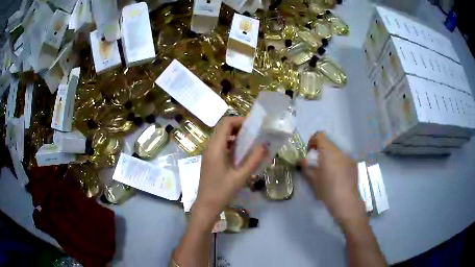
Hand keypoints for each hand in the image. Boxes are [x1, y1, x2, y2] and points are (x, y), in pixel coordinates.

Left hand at [192, 117, 266, 229]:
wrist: (207, 205)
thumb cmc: (222, 191)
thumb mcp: (241, 176)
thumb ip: (254, 159)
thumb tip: (265, 144)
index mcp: (216, 148)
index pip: (225, 123)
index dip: (239, 120)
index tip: (253, 126)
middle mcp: (210, 147)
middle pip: (222, 128)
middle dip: (238, 126)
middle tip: (254, 133)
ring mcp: (208, 153)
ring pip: (221, 136)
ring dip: (234, 135)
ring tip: (250, 141)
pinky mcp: (210, 160)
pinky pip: (220, 145)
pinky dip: (231, 143)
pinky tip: (241, 153)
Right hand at [300, 132, 364, 227]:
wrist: (346, 201)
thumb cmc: (327, 190)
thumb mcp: (313, 180)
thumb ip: (306, 167)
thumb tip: (302, 160)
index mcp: (328, 152)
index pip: (320, 136)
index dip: (312, 141)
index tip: (310, 152)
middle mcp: (340, 151)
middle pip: (328, 143)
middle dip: (321, 150)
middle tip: (317, 163)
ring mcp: (348, 157)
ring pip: (337, 150)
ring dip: (330, 156)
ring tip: (328, 170)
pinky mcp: (354, 164)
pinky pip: (343, 158)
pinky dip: (338, 161)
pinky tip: (337, 176)